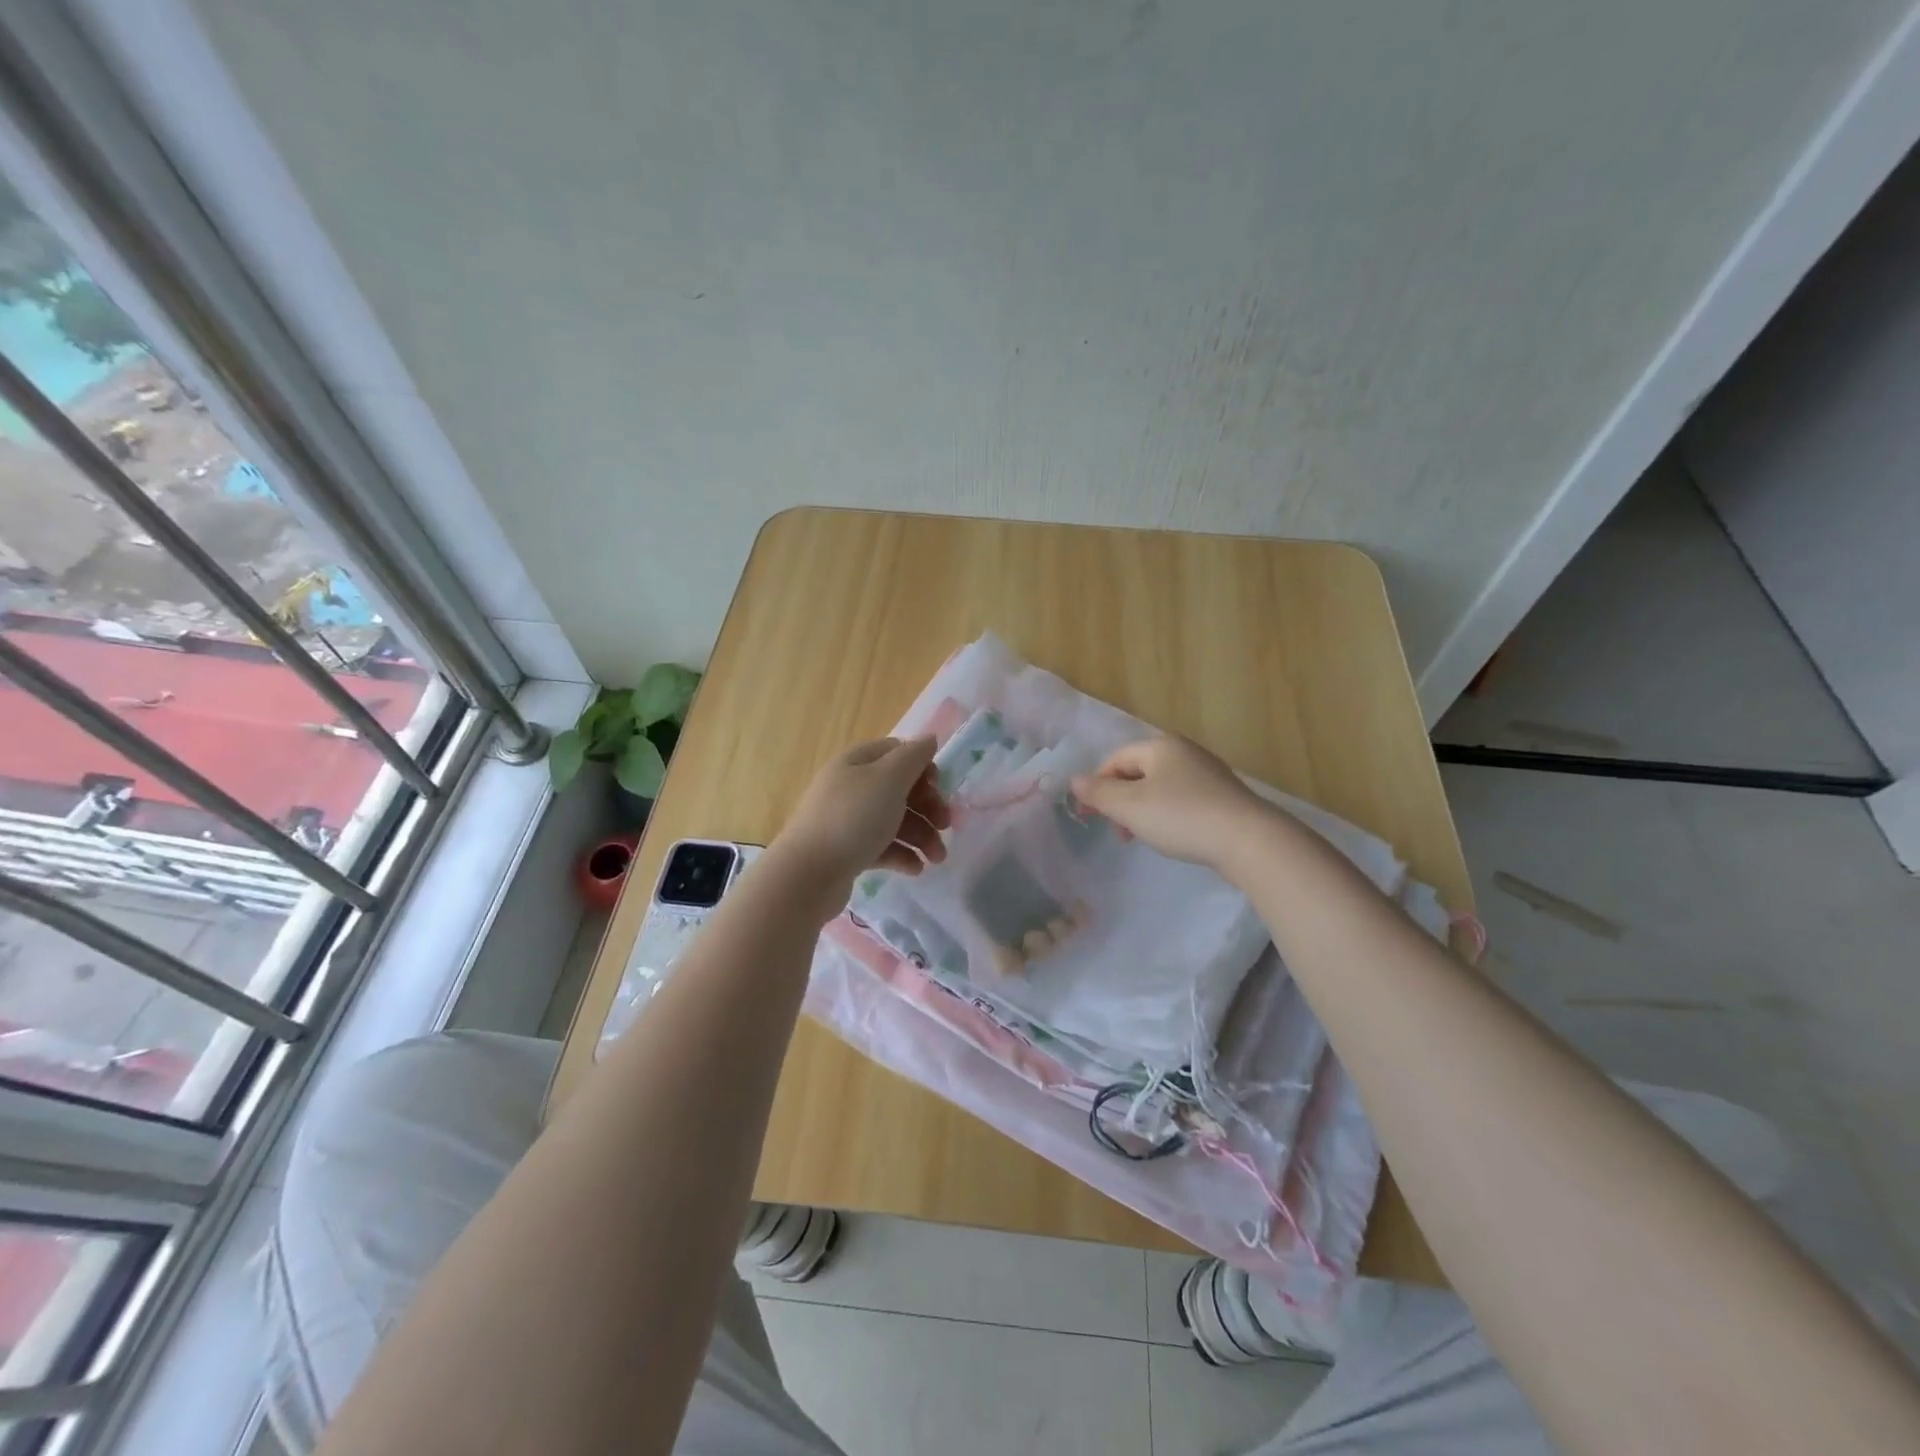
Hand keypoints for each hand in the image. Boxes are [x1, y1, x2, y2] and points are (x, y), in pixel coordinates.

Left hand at [775, 737, 950, 893]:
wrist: (807, 874)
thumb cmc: (853, 819)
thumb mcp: (889, 779)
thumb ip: (913, 757)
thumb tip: (929, 739)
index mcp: (858, 762)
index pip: (898, 752)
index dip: (923, 767)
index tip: (939, 788)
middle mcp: (851, 786)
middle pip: (900, 789)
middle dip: (928, 807)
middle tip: (946, 826)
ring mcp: (847, 820)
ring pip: (894, 820)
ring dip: (921, 836)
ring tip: (937, 859)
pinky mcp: (847, 851)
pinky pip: (882, 846)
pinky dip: (902, 855)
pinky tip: (915, 869)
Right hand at [1070, 734, 1270, 871]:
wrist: (1249, 840)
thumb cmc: (1182, 817)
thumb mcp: (1130, 807)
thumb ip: (1099, 793)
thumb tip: (1074, 780)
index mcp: (1161, 746)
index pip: (1116, 759)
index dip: (1097, 786)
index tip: (1090, 817)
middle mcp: (1185, 751)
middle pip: (1138, 772)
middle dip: (1121, 801)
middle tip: (1118, 831)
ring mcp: (1208, 773)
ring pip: (1161, 787)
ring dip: (1143, 810)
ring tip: (1143, 837)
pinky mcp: (1224, 796)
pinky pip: (1183, 800)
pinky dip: (1168, 815)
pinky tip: (1174, 836)